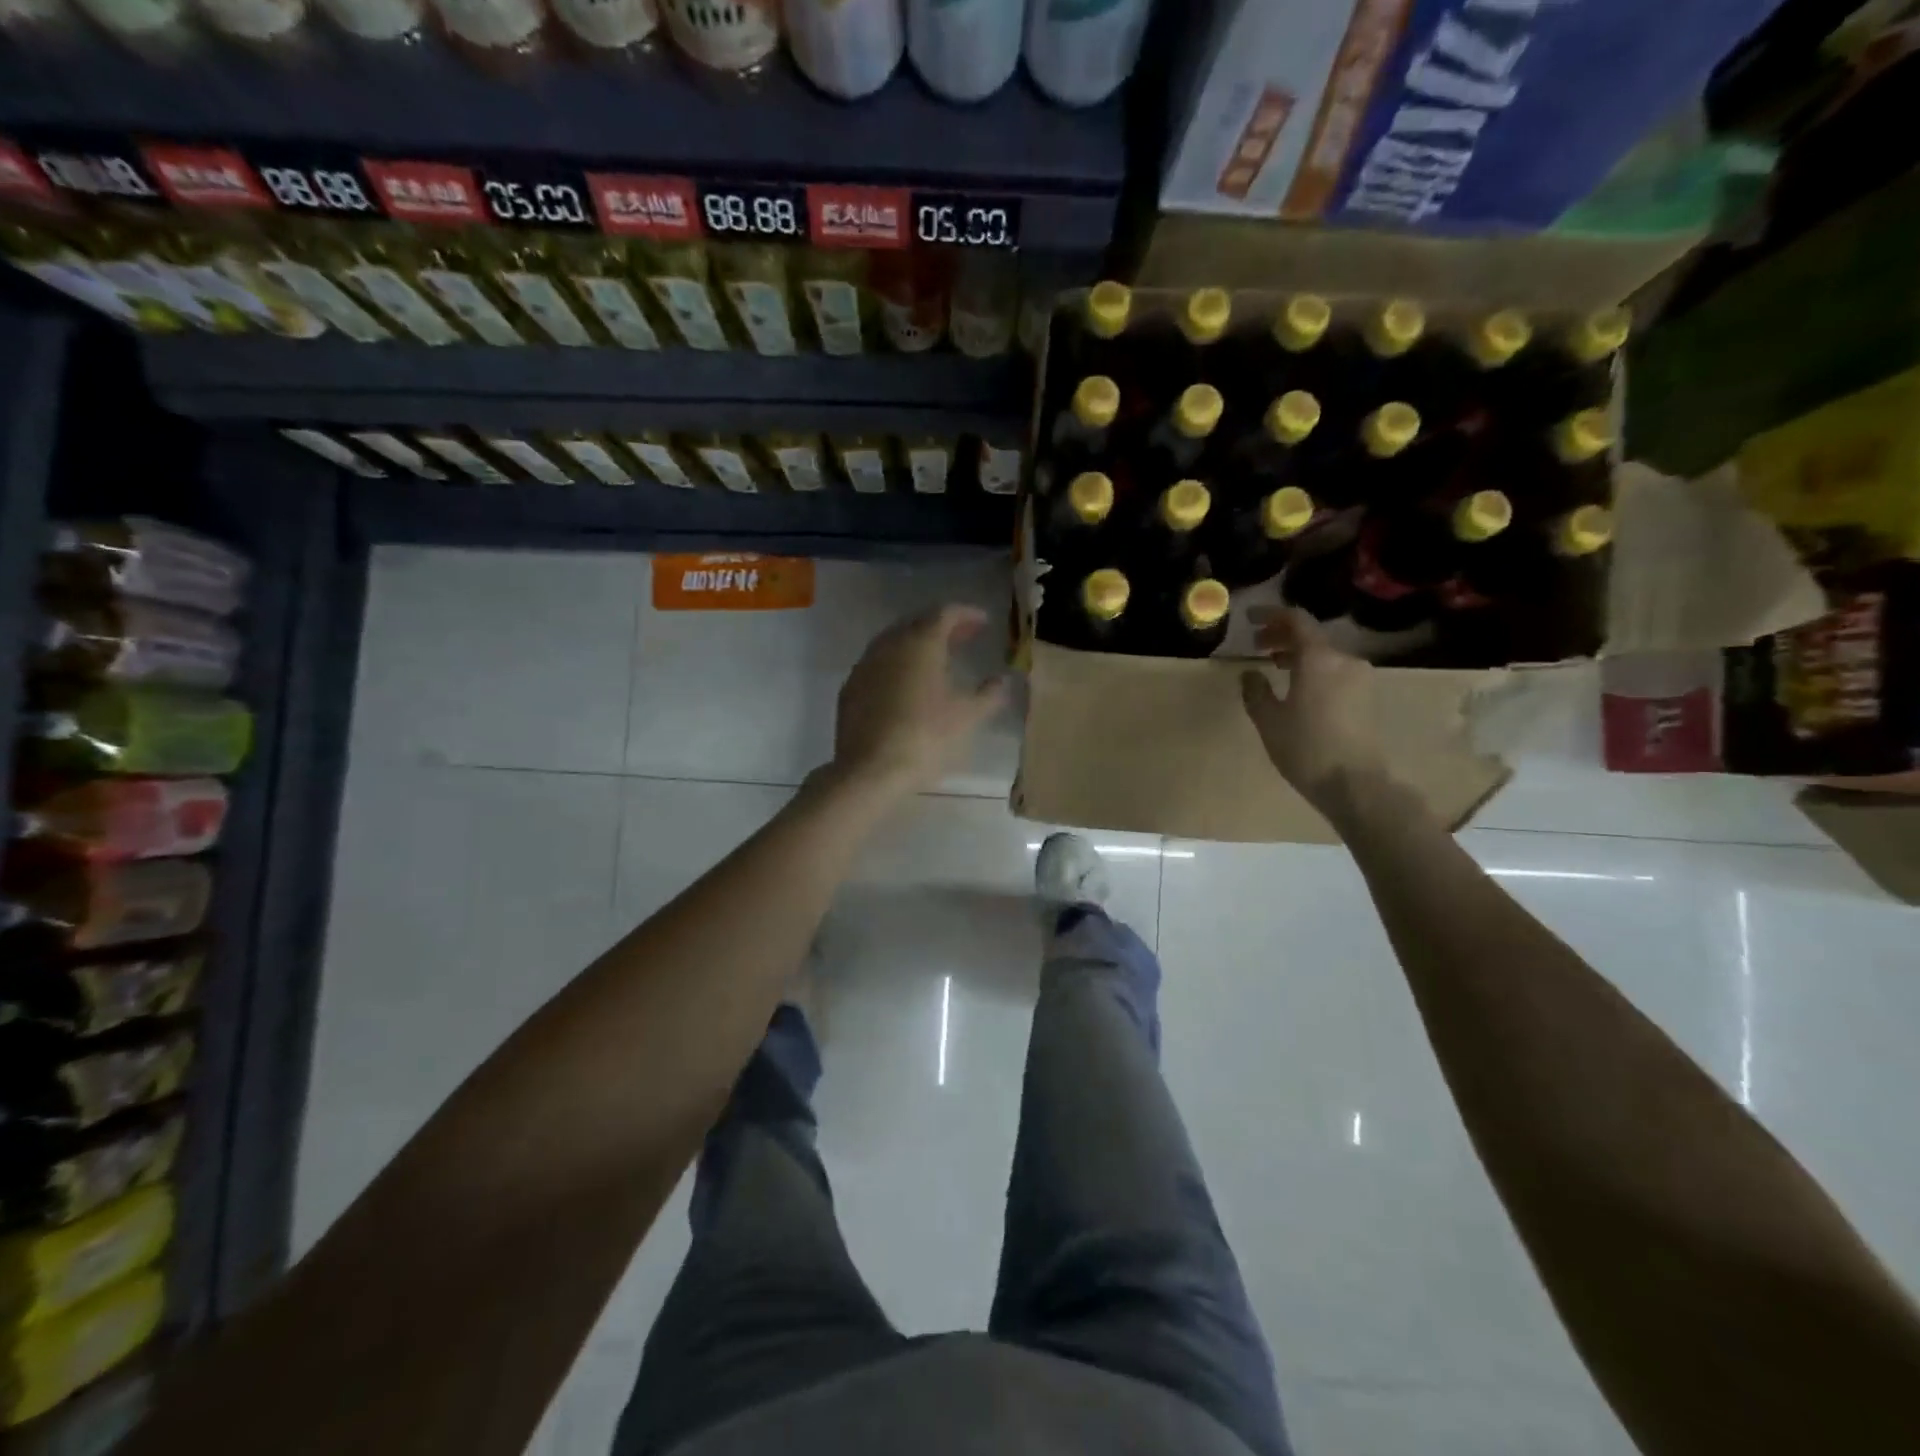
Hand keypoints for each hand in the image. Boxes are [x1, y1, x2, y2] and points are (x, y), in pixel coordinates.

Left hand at [830, 604, 1008, 797]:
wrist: (869, 771)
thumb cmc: (925, 738)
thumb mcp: (967, 717)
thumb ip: (988, 694)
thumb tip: (1002, 680)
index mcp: (921, 643)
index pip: (945, 613)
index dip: (967, 614)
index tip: (984, 622)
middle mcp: (890, 645)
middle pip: (918, 623)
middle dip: (943, 627)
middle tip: (965, 637)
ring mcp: (865, 666)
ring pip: (894, 642)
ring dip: (917, 644)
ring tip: (938, 659)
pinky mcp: (850, 688)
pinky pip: (878, 664)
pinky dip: (897, 664)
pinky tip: (906, 683)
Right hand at [1240, 608, 1390, 811]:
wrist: (1355, 783)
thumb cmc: (1305, 748)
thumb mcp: (1269, 720)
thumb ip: (1256, 691)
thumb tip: (1250, 673)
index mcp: (1318, 658)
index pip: (1296, 620)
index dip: (1271, 615)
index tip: (1249, 618)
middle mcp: (1344, 659)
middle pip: (1311, 636)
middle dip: (1281, 636)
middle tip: (1256, 645)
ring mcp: (1360, 678)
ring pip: (1324, 654)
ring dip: (1297, 654)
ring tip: (1274, 666)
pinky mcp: (1366, 696)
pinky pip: (1334, 671)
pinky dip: (1313, 669)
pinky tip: (1297, 687)